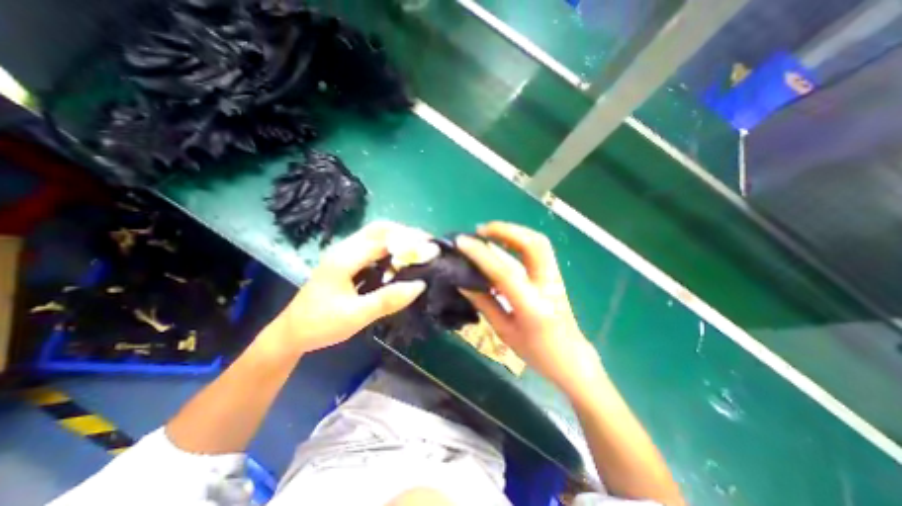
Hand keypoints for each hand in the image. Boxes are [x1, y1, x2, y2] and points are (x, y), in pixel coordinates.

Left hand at [273, 222, 425, 354]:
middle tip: (427, 245)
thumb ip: (387, 300)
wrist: (291, 332)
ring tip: (418, 250)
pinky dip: (390, 248)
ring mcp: (344, 253)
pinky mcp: (347, 261)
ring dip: (398, 238)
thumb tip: (420, 285)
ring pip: (376, 235)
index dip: (409, 241)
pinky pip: (372, 246)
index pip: (383, 239)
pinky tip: (400, 260)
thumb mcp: (356, 316)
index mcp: (345, 258)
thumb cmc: (321, 324)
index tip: (431, 247)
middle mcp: (345, 249)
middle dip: (406, 233)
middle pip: (379, 228)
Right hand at [458, 221, 604, 398]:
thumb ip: (484, 303)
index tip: (462, 242)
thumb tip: (462, 281)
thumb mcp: (504, 331)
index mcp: (533, 307)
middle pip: (533, 244)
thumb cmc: (536, 352)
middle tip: (481, 230)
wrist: (571, 358)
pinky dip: (518, 240)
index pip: (505, 273)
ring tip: (489, 232)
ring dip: (512, 231)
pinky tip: (503, 243)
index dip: (481, 254)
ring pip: (538, 242)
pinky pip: (537, 249)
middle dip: (505, 230)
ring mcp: (555, 277)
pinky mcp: (555, 275)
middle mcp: (548, 286)